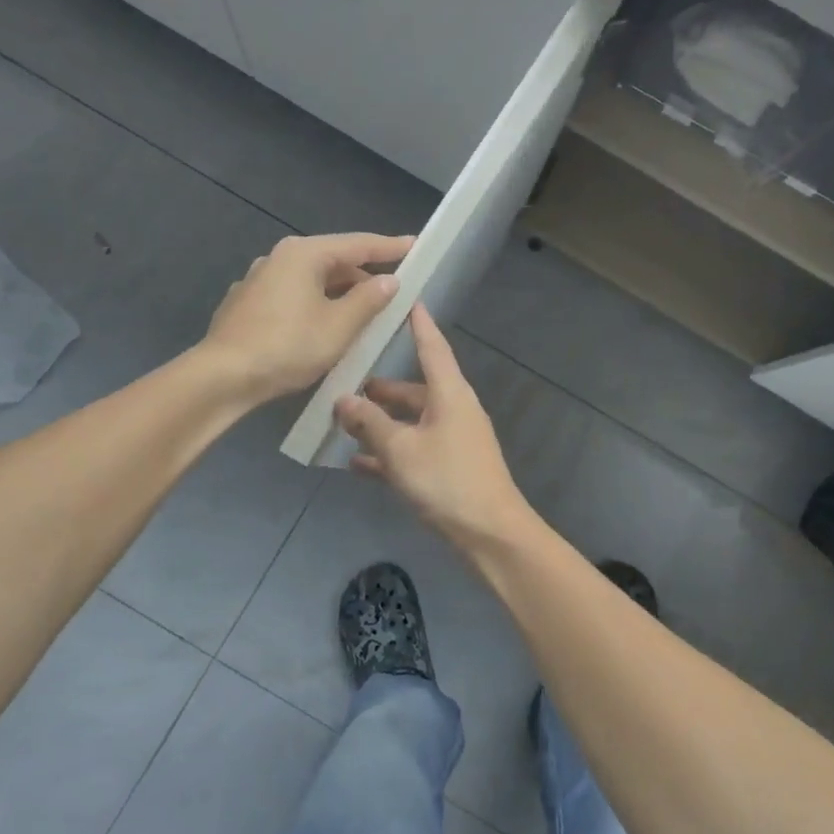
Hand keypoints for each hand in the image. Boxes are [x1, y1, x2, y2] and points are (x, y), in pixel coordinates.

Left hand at [202, 232, 412, 404]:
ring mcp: (258, 281)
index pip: (358, 244)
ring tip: (364, 314)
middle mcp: (279, 258)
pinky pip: (292, 297)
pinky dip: (315, 305)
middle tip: (393, 290)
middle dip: (364, 275)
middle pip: (333, 261)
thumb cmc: (288, 346)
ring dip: (339, 294)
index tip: (415, 246)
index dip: (390, 247)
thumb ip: (368, 300)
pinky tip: (323, 327)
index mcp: (304, 254)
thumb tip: (389, 280)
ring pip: (311, 281)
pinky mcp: (247, 305)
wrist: (223, 376)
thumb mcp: (339, 326)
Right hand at [333, 305, 530, 548]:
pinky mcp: (448, 468)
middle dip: (382, 387)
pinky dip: (388, 453)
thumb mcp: (401, 450)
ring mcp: (452, 441)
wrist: (490, 535)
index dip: (418, 324)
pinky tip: (357, 463)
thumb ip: (369, 423)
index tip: (406, 299)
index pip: (432, 346)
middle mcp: (453, 410)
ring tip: (343, 421)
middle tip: (346, 380)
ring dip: (380, 422)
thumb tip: (343, 400)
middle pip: (414, 388)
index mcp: (450, 394)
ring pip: (410, 422)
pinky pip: (413, 450)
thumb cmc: (447, 481)